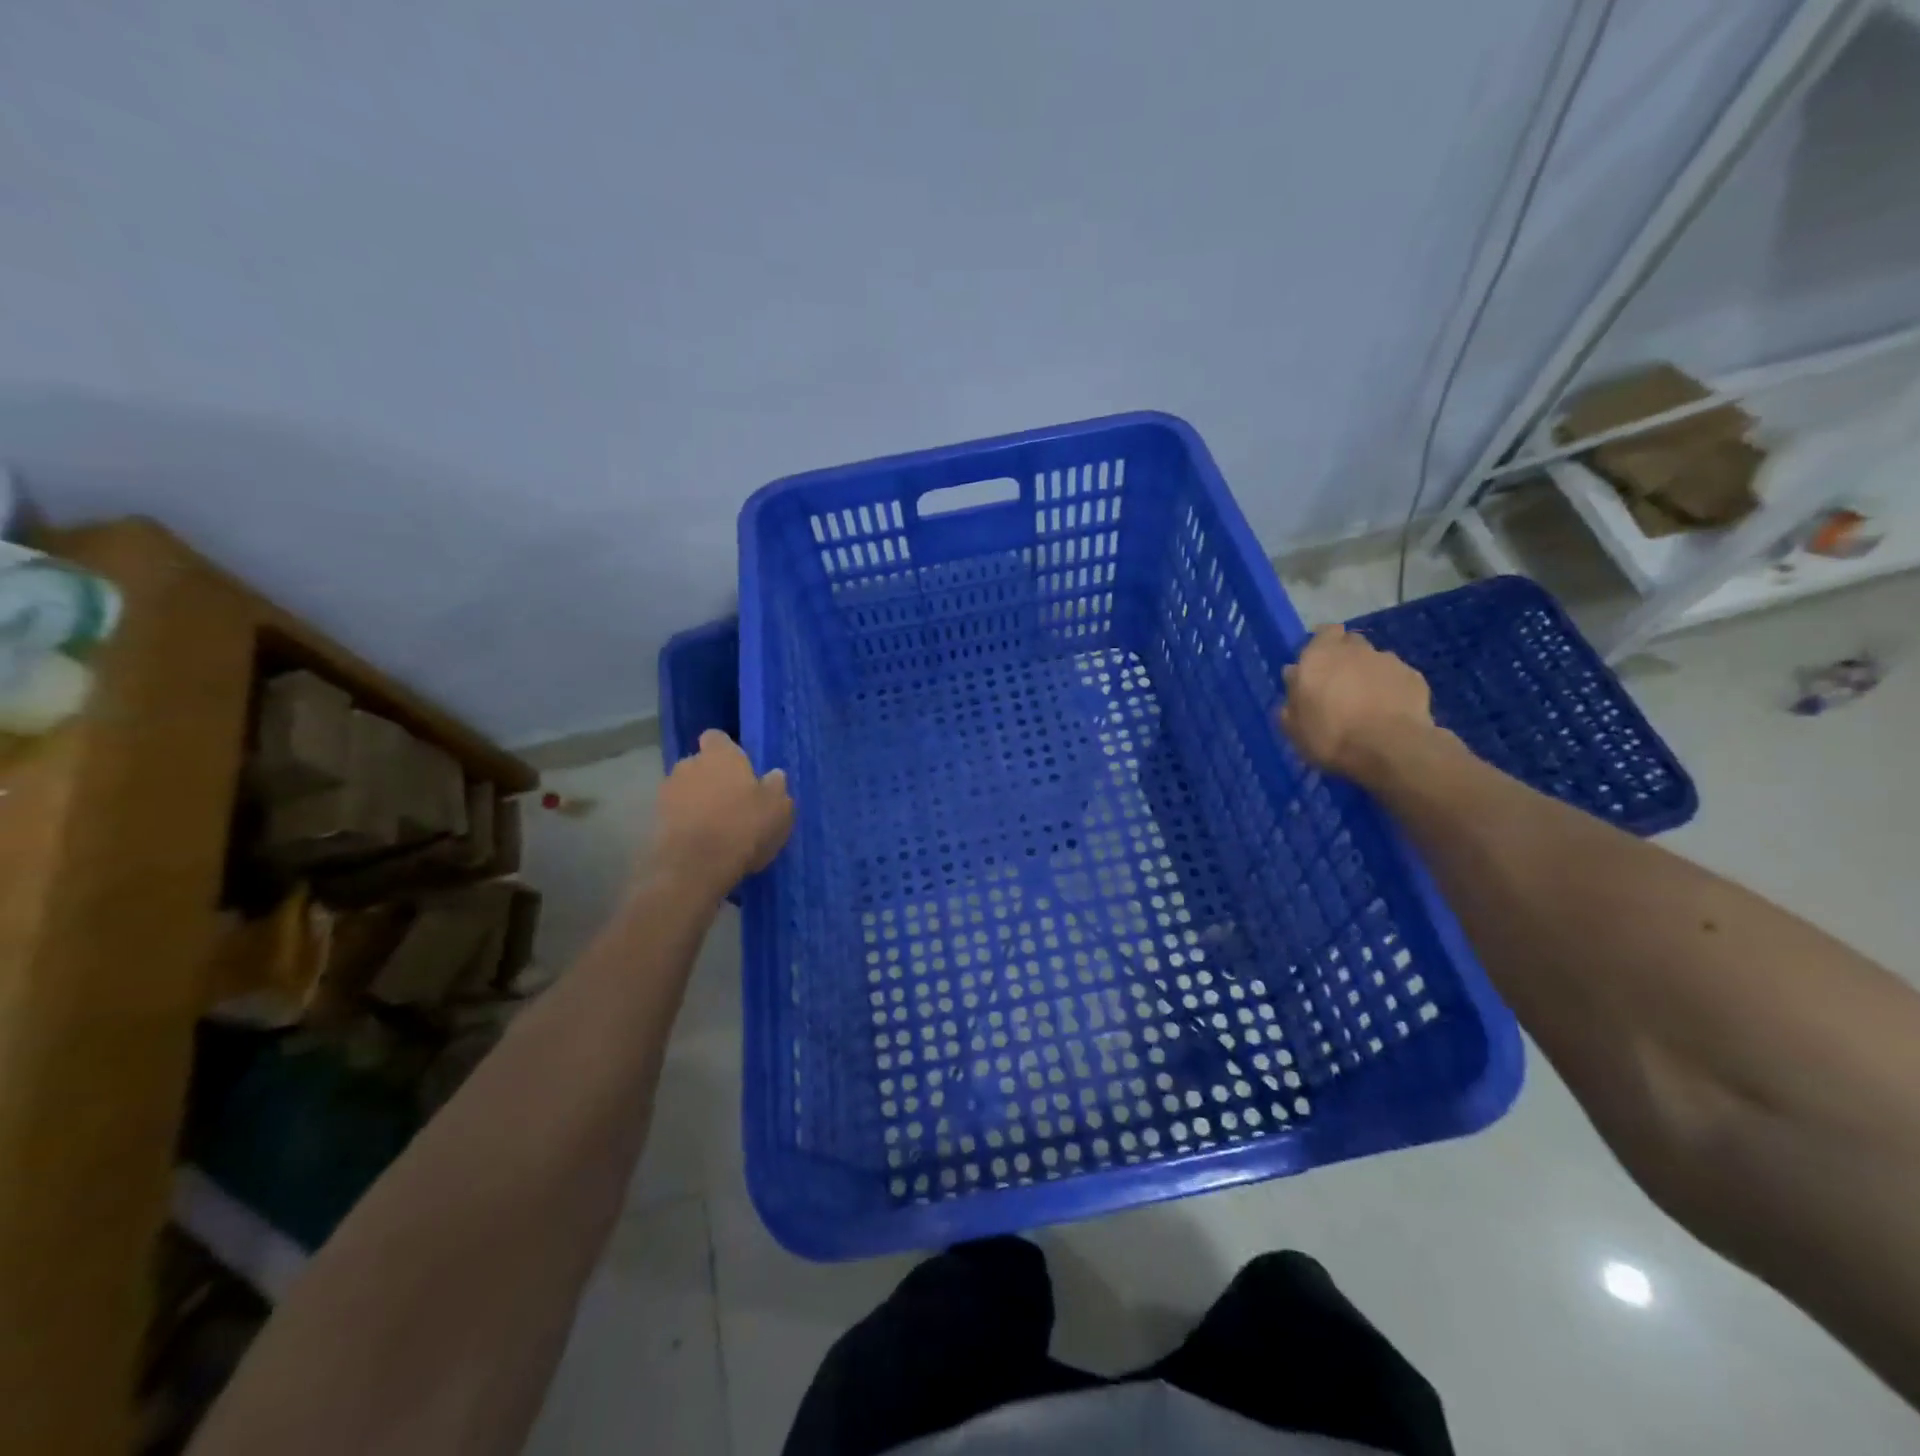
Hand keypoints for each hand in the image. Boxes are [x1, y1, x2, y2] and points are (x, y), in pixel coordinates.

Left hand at [648, 730, 793, 899]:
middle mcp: (689, 765)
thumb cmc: (743, 828)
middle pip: (700, 764)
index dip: (728, 751)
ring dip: (698, 801)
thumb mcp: (778, 809)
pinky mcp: (654, 820)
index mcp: (720, 755)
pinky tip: (702, 843)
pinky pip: (676, 814)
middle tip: (733, 802)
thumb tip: (773, 775)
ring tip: (716, 826)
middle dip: (712, 778)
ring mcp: (667, 792)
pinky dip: (686, 823)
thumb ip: (776, 787)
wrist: (693, 868)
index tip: (741, 770)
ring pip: (686, 790)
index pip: (717, 737)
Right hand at [1277, 625, 1435, 782]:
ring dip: (1369, 673)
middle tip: (1340, 684)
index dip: (1323, 644)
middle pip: (1350, 643)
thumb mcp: (1294, 725)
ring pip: (1375, 660)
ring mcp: (1388, 661)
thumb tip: (1294, 676)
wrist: (1389, 748)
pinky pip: (1397, 677)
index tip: (1319, 664)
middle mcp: (1355, 650)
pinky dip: (1392, 688)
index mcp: (1319, 656)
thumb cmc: (1330, 735)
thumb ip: (1292, 695)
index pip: (1324, 633)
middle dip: (1346, 657)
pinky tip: (1389, 711)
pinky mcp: (1414, 677)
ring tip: (1367, 701)